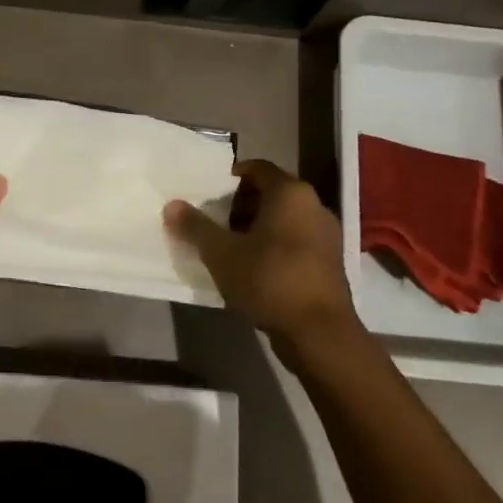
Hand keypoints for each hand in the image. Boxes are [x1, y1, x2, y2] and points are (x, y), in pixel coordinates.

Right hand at [165, 159, 358, 349]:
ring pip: (285, 219)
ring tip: (230, 248)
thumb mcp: (222, 253)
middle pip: (272, 193)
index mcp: (290, 193)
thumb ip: (196, 226)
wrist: (319, 333)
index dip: (231, 178)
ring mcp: (327, 235)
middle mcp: (314, 205)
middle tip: (215, 222)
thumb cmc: (269, 280)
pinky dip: (275, 246)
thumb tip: (171, 205)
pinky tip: (254, 269)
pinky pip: (296, 241)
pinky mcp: (330, 262)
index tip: (210, 195)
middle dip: (241, 205)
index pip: (257, 168)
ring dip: (257, 228)